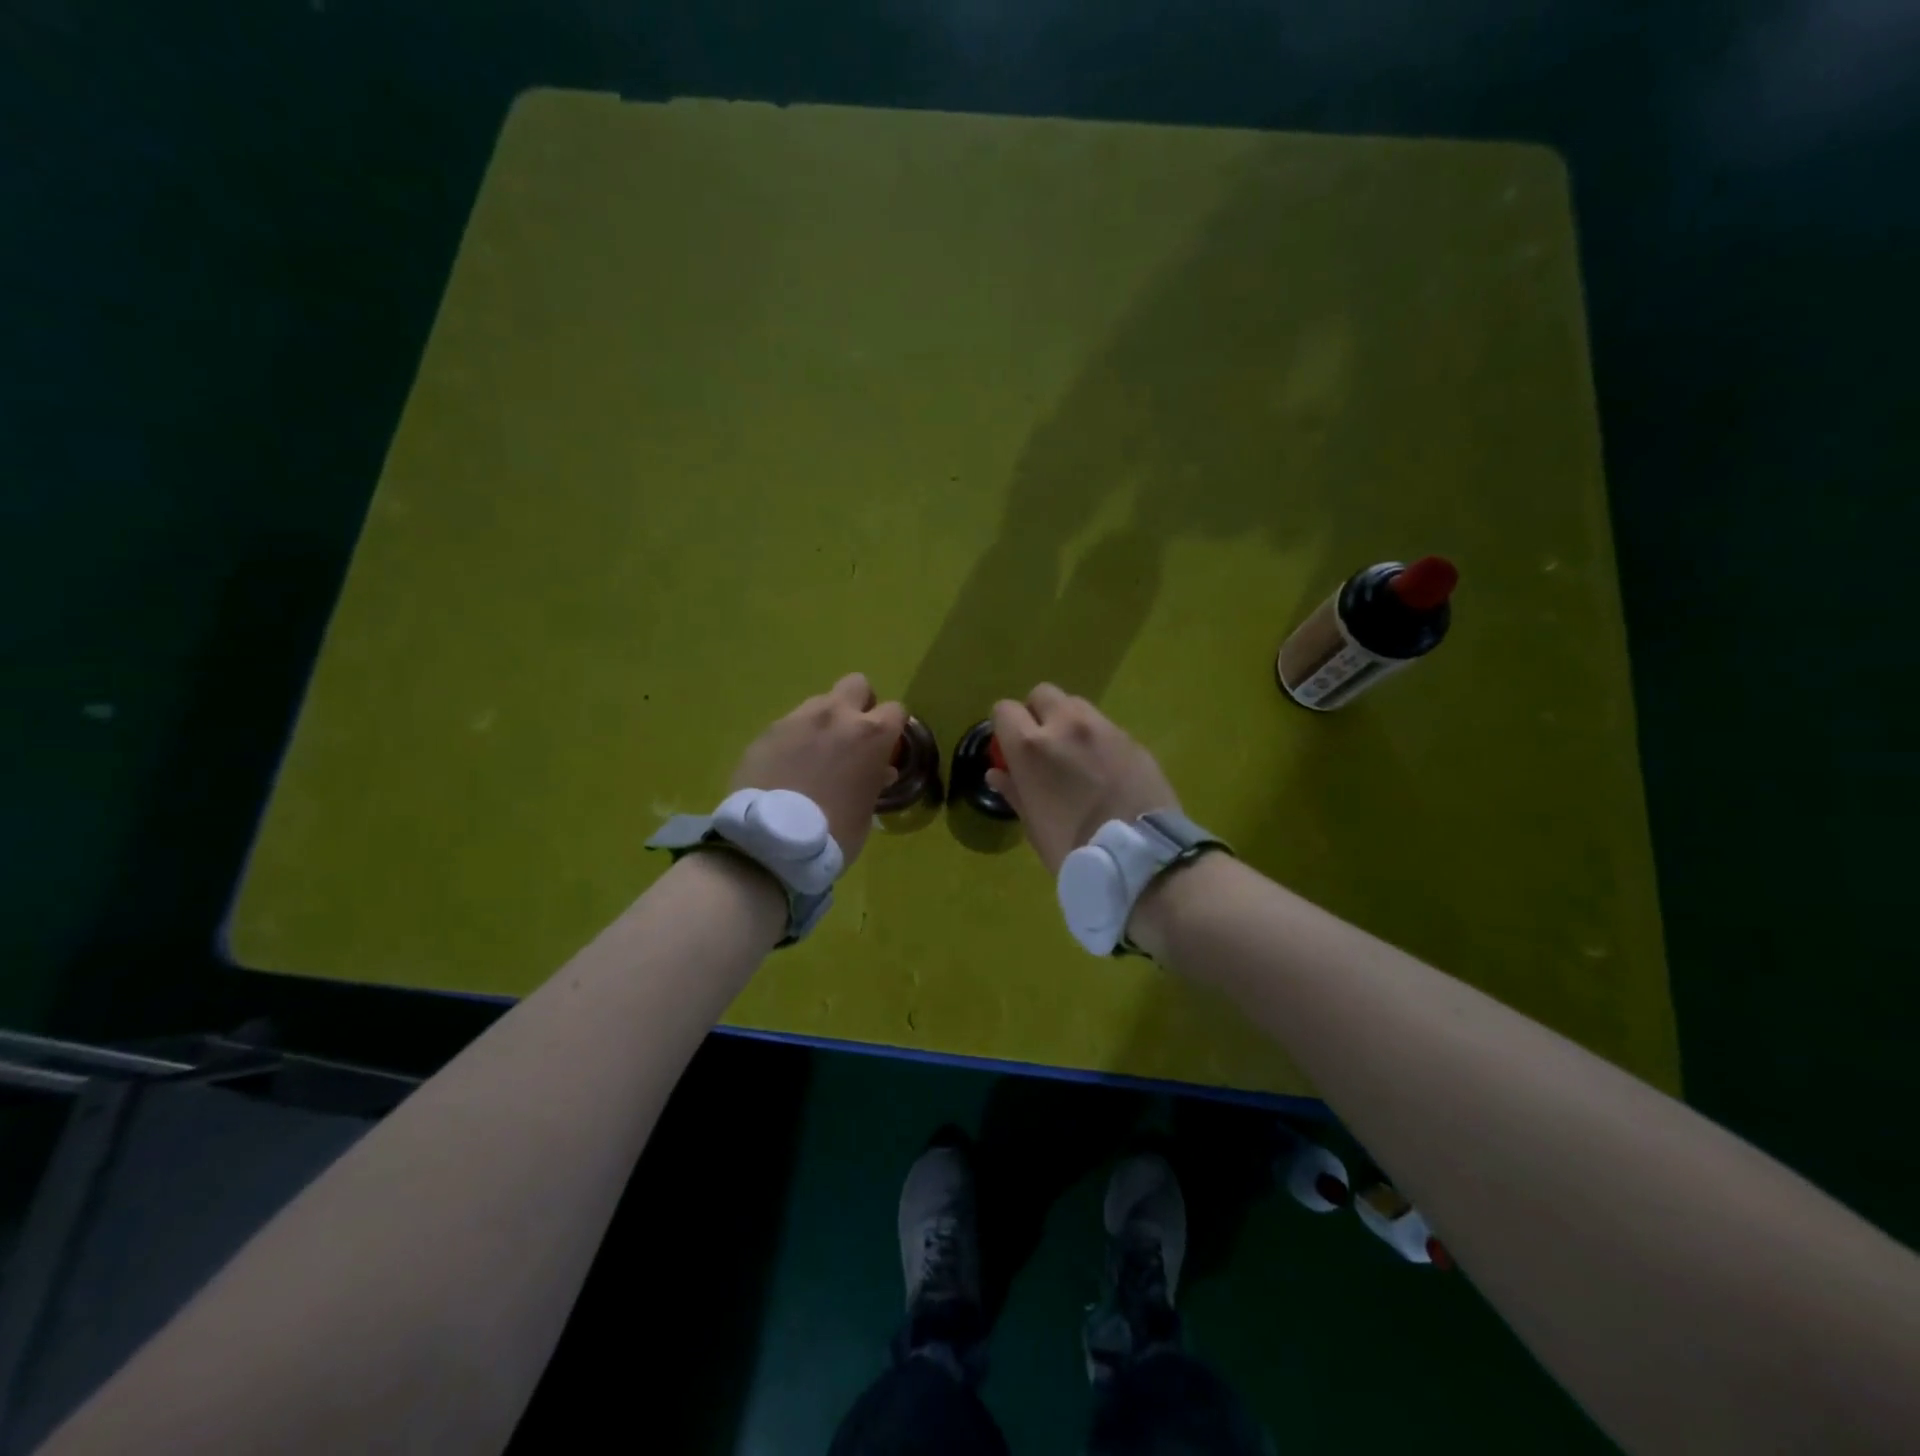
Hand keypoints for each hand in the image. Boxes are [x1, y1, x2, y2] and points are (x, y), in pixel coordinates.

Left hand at [730, 673, 906, 865]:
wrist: (769, 842)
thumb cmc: (833, 833)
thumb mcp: (866, 812)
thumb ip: (874, 782)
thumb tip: (879, 770)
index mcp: (871, 735)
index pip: (896, 710)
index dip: (892, 728)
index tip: (885, 747)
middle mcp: (836, 715)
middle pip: (857, 684)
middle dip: (859, 704)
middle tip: (852, 736)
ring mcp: (798, 719)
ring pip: (820, 701)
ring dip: (824, 721)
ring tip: (815, 754)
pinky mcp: (767, 731)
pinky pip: (790, 724)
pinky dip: (795, 738)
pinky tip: (787, 766)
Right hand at [987, 684, 1180, 874]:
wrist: (1139, 858)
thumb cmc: (1073, 848)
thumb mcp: (1033, 825)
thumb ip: (1013, 790)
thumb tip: (997, 773)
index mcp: (1030, 746)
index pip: (1004, 709)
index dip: (1005, 728)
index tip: (1011, 749)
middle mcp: (1065, 725)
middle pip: (1042, 694)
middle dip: (1038, 713)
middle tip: (1044, 746)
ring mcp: (1103, 728)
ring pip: (1077, 705)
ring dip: (1069, 721)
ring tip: (1077, 755)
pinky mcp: (1132, 738)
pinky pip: (1106, 727)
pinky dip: (1098, 739)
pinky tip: (1106, 769)